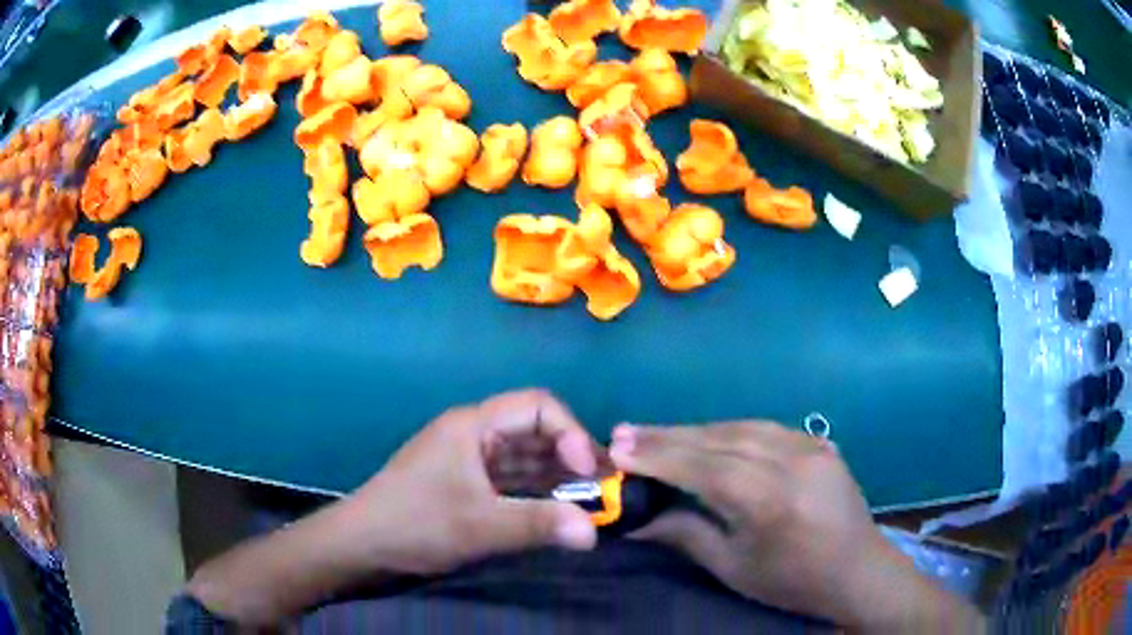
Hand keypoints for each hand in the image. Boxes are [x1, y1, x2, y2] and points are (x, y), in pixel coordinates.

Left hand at [340, 389, 599, 574]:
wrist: (361, 546)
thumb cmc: (415, 523)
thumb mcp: (479, 525)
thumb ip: (539, 524)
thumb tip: (595, 532)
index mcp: (473, 425)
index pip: (538, 406)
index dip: (571, 432)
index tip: (588, 472)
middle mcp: (474, 434)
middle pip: (535, 431)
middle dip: (571, 456)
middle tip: (602, 489)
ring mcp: (469, 461)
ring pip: (525, 458)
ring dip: (556, 477)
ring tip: (588, 503)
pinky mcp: (466, 485)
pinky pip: (512, 481)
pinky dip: (537, 493)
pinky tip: (557, 511)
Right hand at [610, 422, 982, 631]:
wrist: (858, 570)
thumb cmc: (793, 581)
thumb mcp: (734, 568)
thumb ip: (686, 534)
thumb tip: (637, 519)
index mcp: (772, 500)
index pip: (704, 467)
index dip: (658, 456)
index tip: (617, 447)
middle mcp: (793, 461)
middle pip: (720, 439)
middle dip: (669, 436)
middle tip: (626, 432)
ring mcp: (811, 445)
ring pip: (741, 426)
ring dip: (695, 430)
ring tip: (656, 434)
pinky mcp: (819, 442)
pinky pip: (766, 428)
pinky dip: (729, 430)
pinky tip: (707, 436)